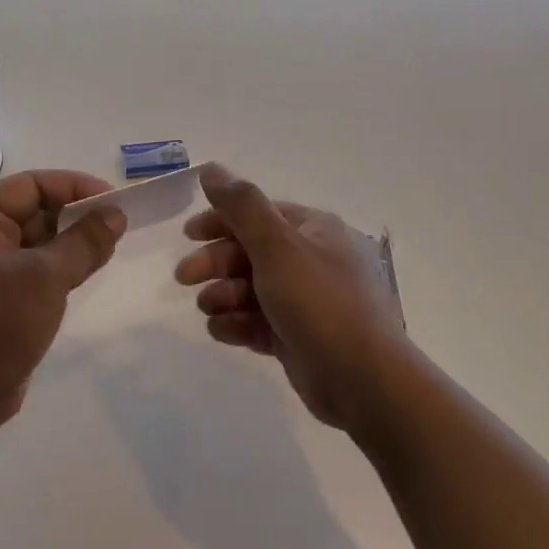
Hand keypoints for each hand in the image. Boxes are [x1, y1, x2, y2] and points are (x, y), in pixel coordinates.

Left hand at [0, 169, 126, 430]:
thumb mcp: (46, 276)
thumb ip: (84, 241)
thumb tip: (116, 213)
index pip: (32, 185)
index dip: (74, 187)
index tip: (114, 200)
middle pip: (36, 209)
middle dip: (77, 214)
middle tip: (119, 225)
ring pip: (41, 240)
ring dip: (75, 240)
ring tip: (112, 246)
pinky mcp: (4, 295)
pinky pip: (39, 266)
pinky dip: (65, 264)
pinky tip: (92, 268)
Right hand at [174, 164, 409, 431]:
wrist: (363, 380)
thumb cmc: (319, 303)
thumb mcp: (277, 246)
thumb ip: (241, 206)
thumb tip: (211, 168)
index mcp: (314, 231)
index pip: (259, 214)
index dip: (221, 220)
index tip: (188, 235)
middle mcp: (312, 260)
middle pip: (250, 252)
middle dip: (216, 262)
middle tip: (184, 277)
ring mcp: (306, 301)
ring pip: (250, 289)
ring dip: (223, 295)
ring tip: (210, 309)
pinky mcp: (297, 337)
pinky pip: (258, 322)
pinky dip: (237, 324)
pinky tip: (222, 331)